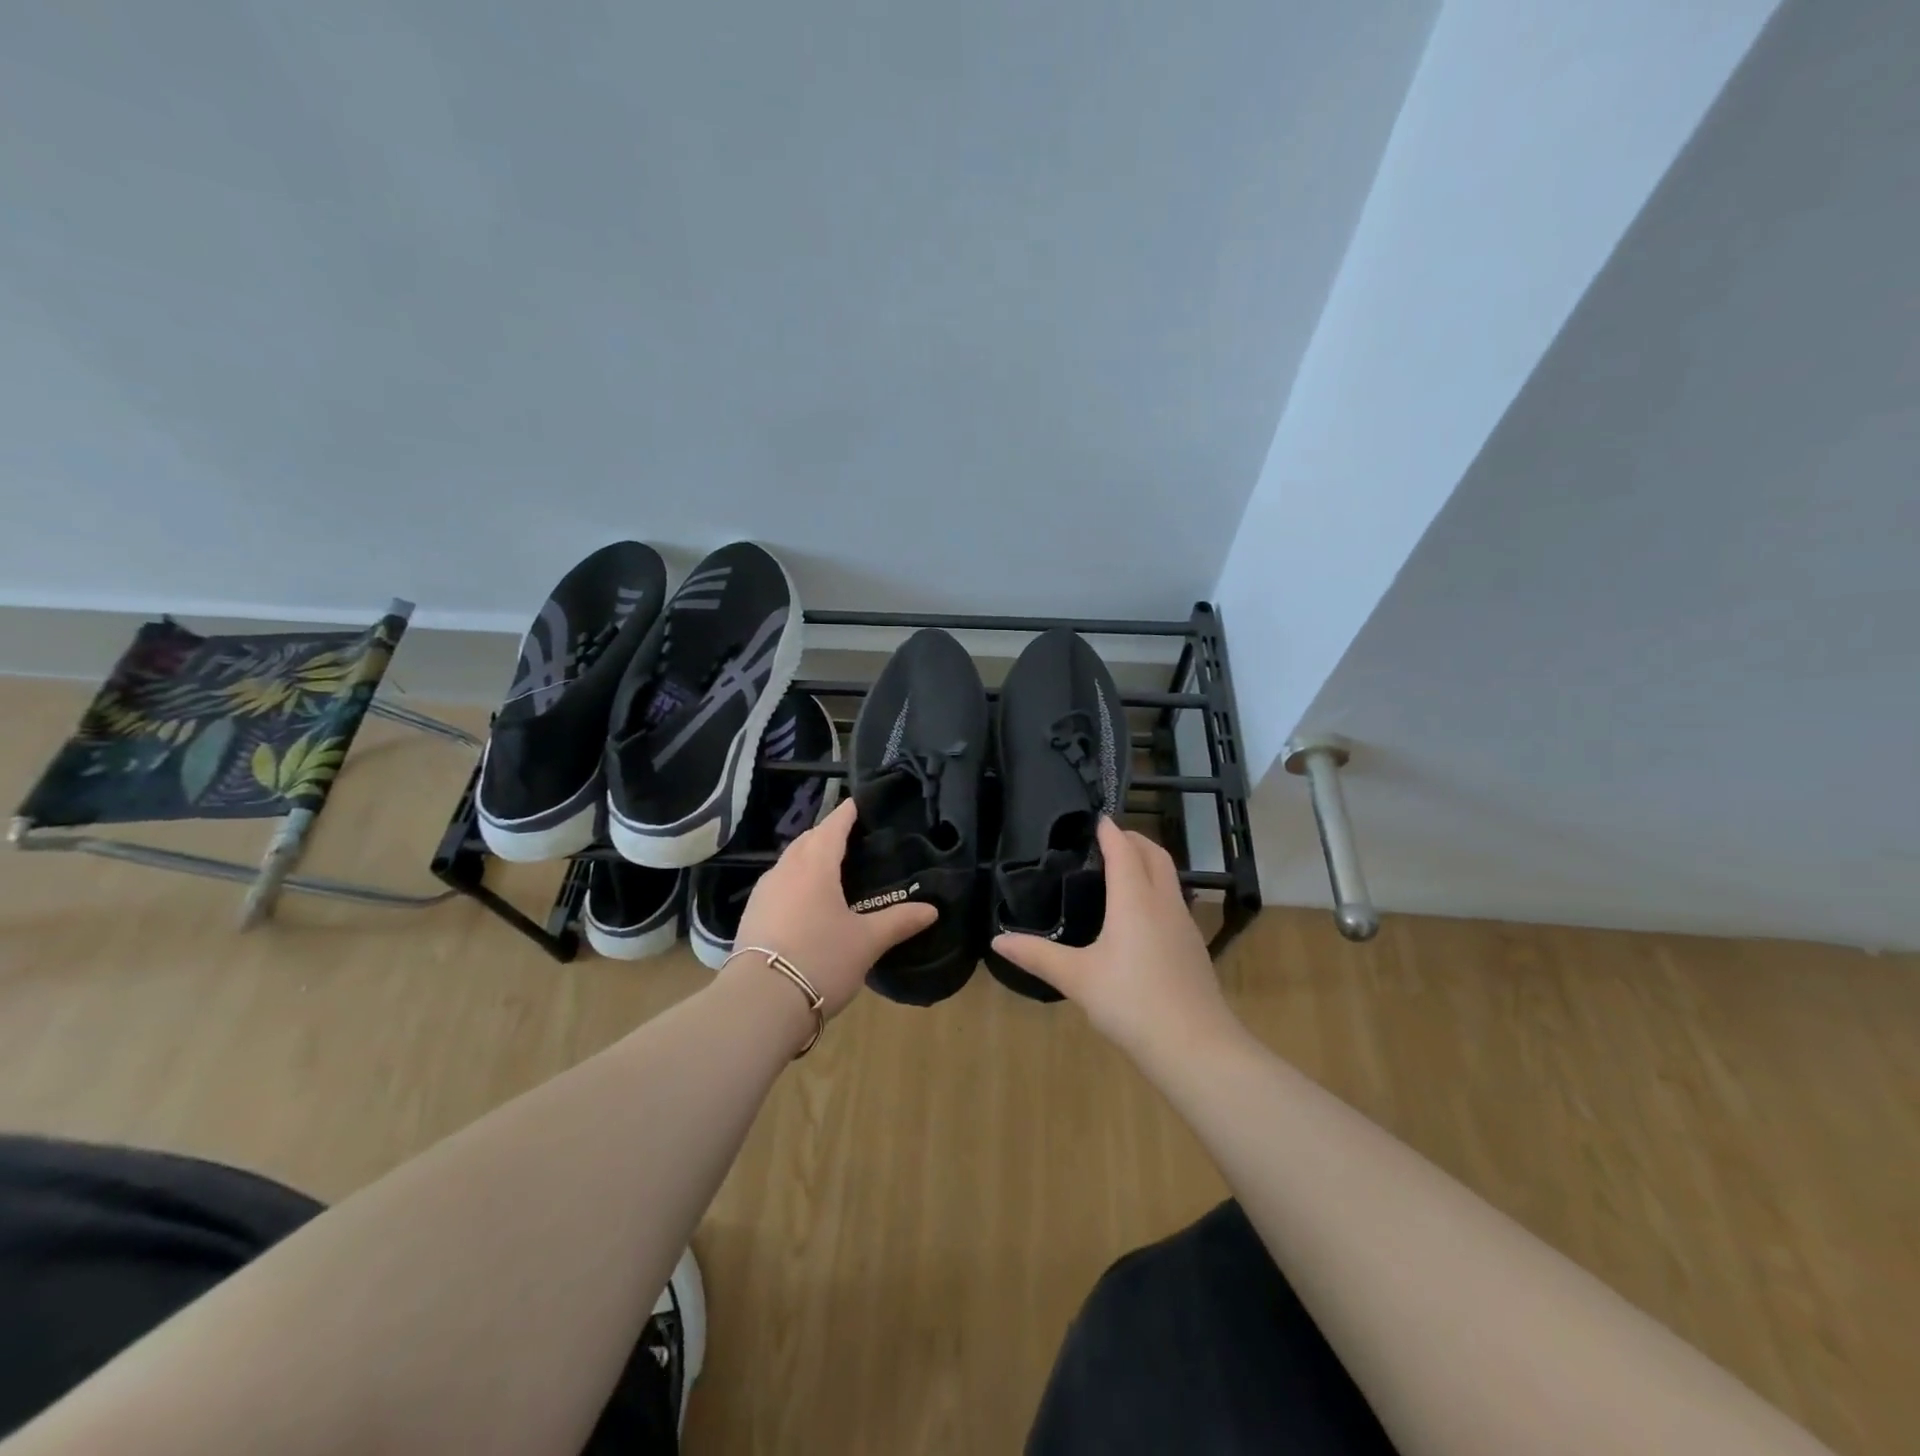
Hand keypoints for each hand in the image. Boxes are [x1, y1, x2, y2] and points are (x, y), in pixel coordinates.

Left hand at [728, 797, 936, 1016]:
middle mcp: (785, 870)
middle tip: (850, 839)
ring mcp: (763, 892)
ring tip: (830, 870)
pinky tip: (805, 902)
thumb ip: (898, 921)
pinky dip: (794, 882)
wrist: (760, 1002)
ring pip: (788, 862)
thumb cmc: (821, 959)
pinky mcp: (751, 915)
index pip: (833, 826)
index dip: (847, 813)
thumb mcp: (866, 941)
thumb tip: (932, 910)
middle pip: (807, 840)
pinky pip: (777, 885)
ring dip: (807, 857)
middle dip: (826, 834)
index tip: (858, 802)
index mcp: (815, 865)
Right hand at [991, 817, 1239, 1061]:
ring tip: (1123, 869)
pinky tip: (1141, 915)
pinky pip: (1174, 900)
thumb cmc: (1131, 1002)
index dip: (1110, 831)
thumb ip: (1037, 956)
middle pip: (1155, 854)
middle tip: (1108, 838)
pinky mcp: (1193, 946)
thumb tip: (997, 941)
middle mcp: (1163, 902)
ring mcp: (1184, 923)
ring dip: (1148, 862)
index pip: (1123, 850)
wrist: (1194, 1046)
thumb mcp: (1077, 978)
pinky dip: (1157, 888)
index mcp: (1134, 899)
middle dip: (1134, 839)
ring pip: (1169, 877)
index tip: (1096, 818)